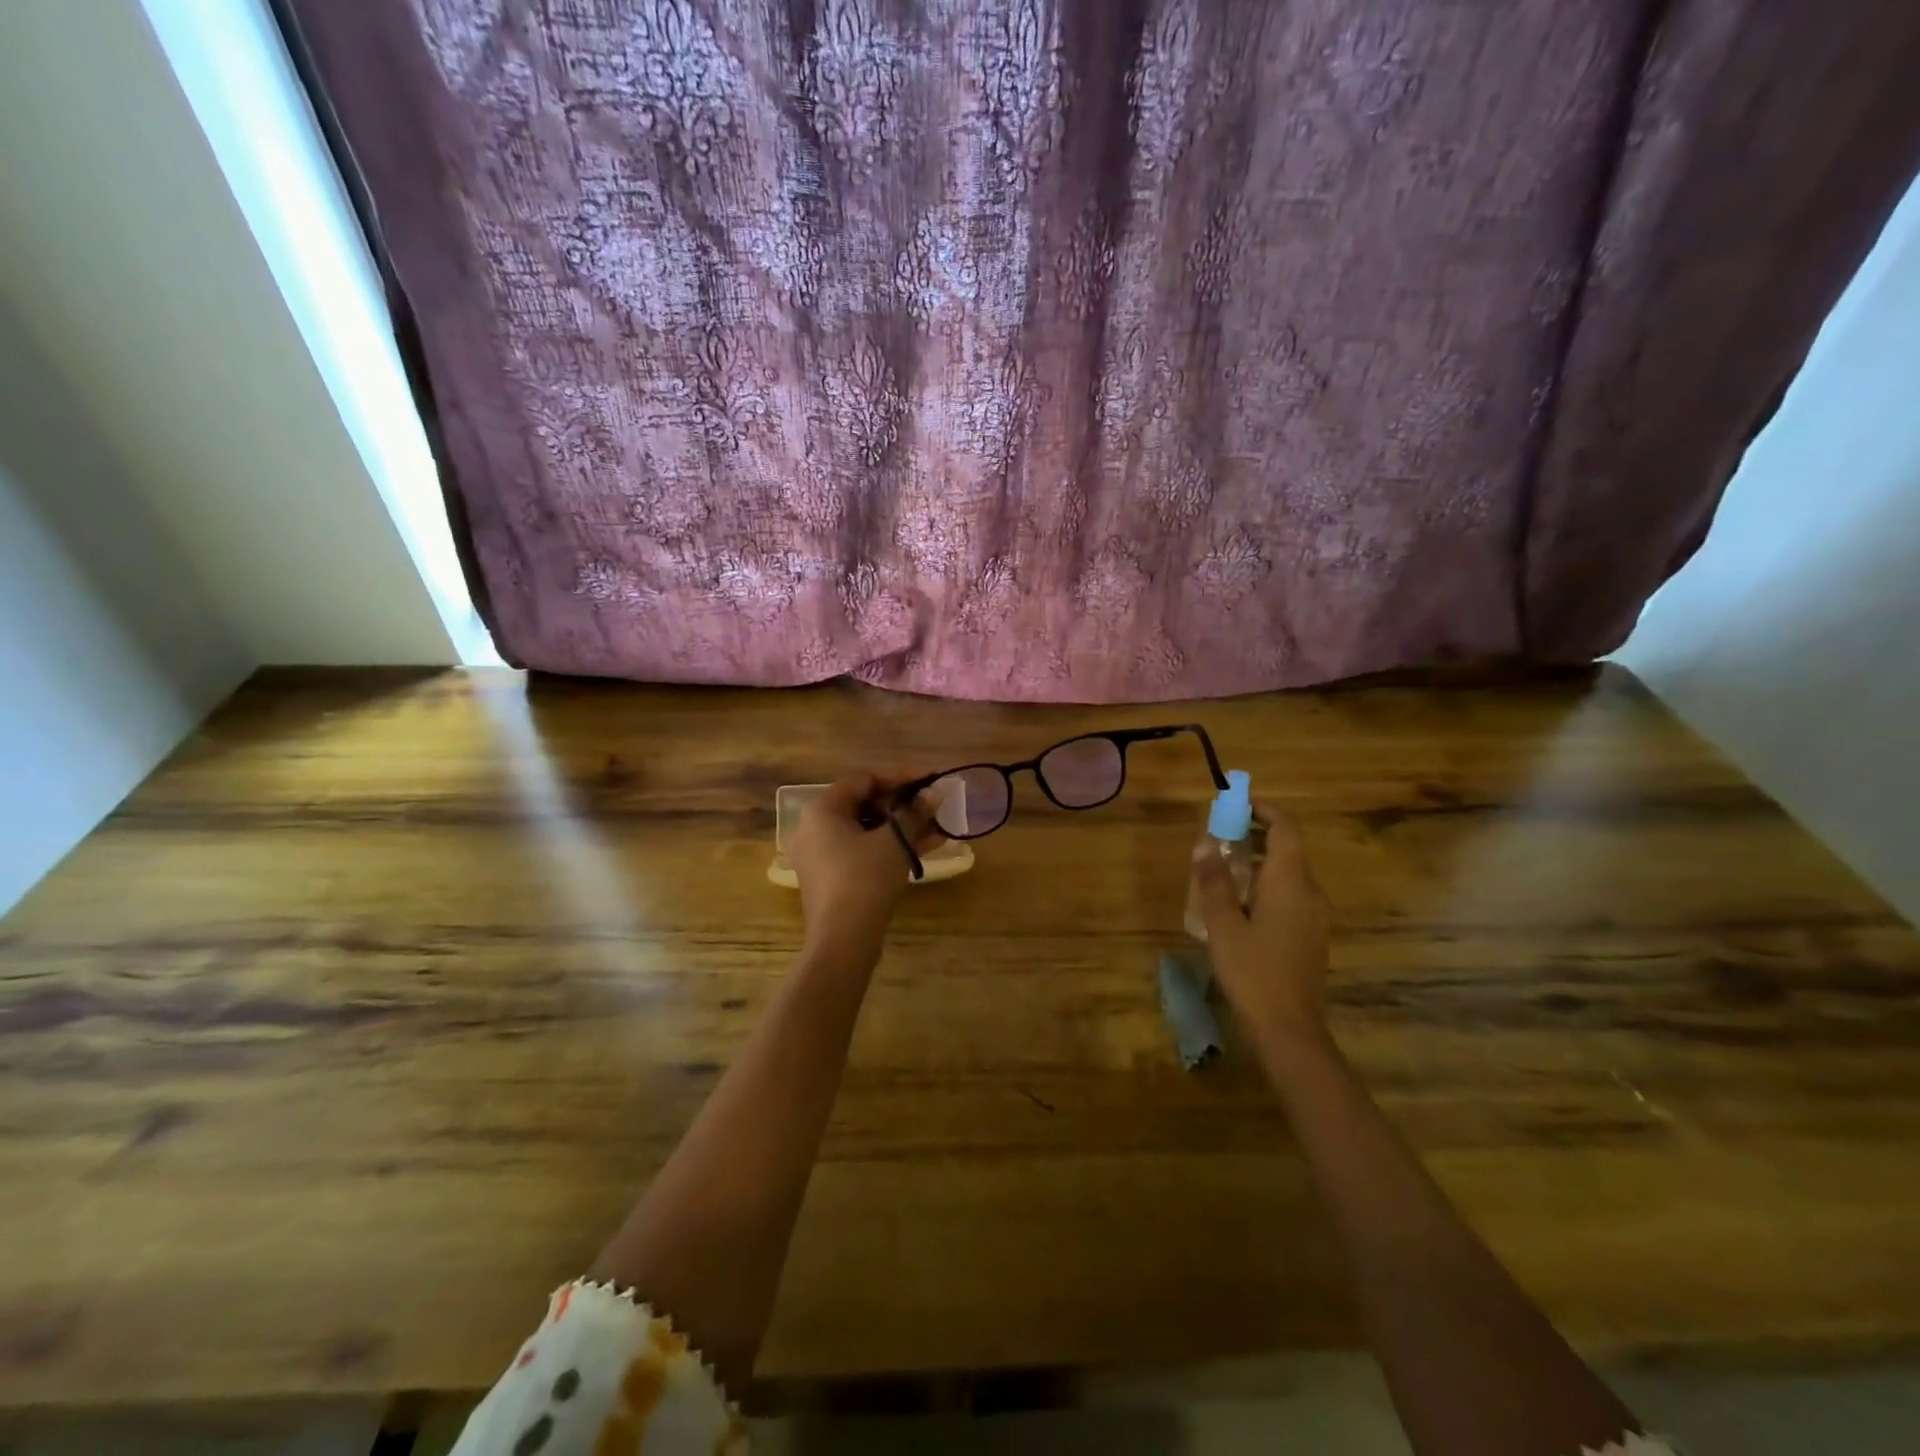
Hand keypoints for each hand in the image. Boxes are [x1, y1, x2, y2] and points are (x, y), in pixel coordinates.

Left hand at [790, 774, 940, 951]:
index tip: (932, 779)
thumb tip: (935, 794)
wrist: (843, 940)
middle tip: (935, 805)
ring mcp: (821, 854)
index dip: (902, 777)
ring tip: (938, 827)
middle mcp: (815, 826)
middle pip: (866, 804)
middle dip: (905, 804)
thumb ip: (915, 812)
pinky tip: (925, 848)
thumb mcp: (895, 841)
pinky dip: (890, 847)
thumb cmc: (865, 878)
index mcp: (823, 809)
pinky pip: (863, 851)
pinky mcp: (832, 878)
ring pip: (868, 830)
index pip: (866, 779)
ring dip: (902, 827)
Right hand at [1190, 804, 1330, 1043]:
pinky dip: (1267, 885)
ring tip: (1223, 868)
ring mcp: (1315, 917)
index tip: (1236, 804)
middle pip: (1289, 849)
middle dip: (1256, 835)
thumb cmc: (1253, 972)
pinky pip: (1291, 896)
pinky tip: (1240, 905)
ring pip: (1290, 874)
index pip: (1286, 829)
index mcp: (1290, 883)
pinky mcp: (1311, 936)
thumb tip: (1205, 842)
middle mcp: (1310, 893)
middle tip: (1220, 836)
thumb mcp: (1223, 924)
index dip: (1264, 810)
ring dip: (1260, 861)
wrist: (1289, 1031)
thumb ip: (1214, 881)